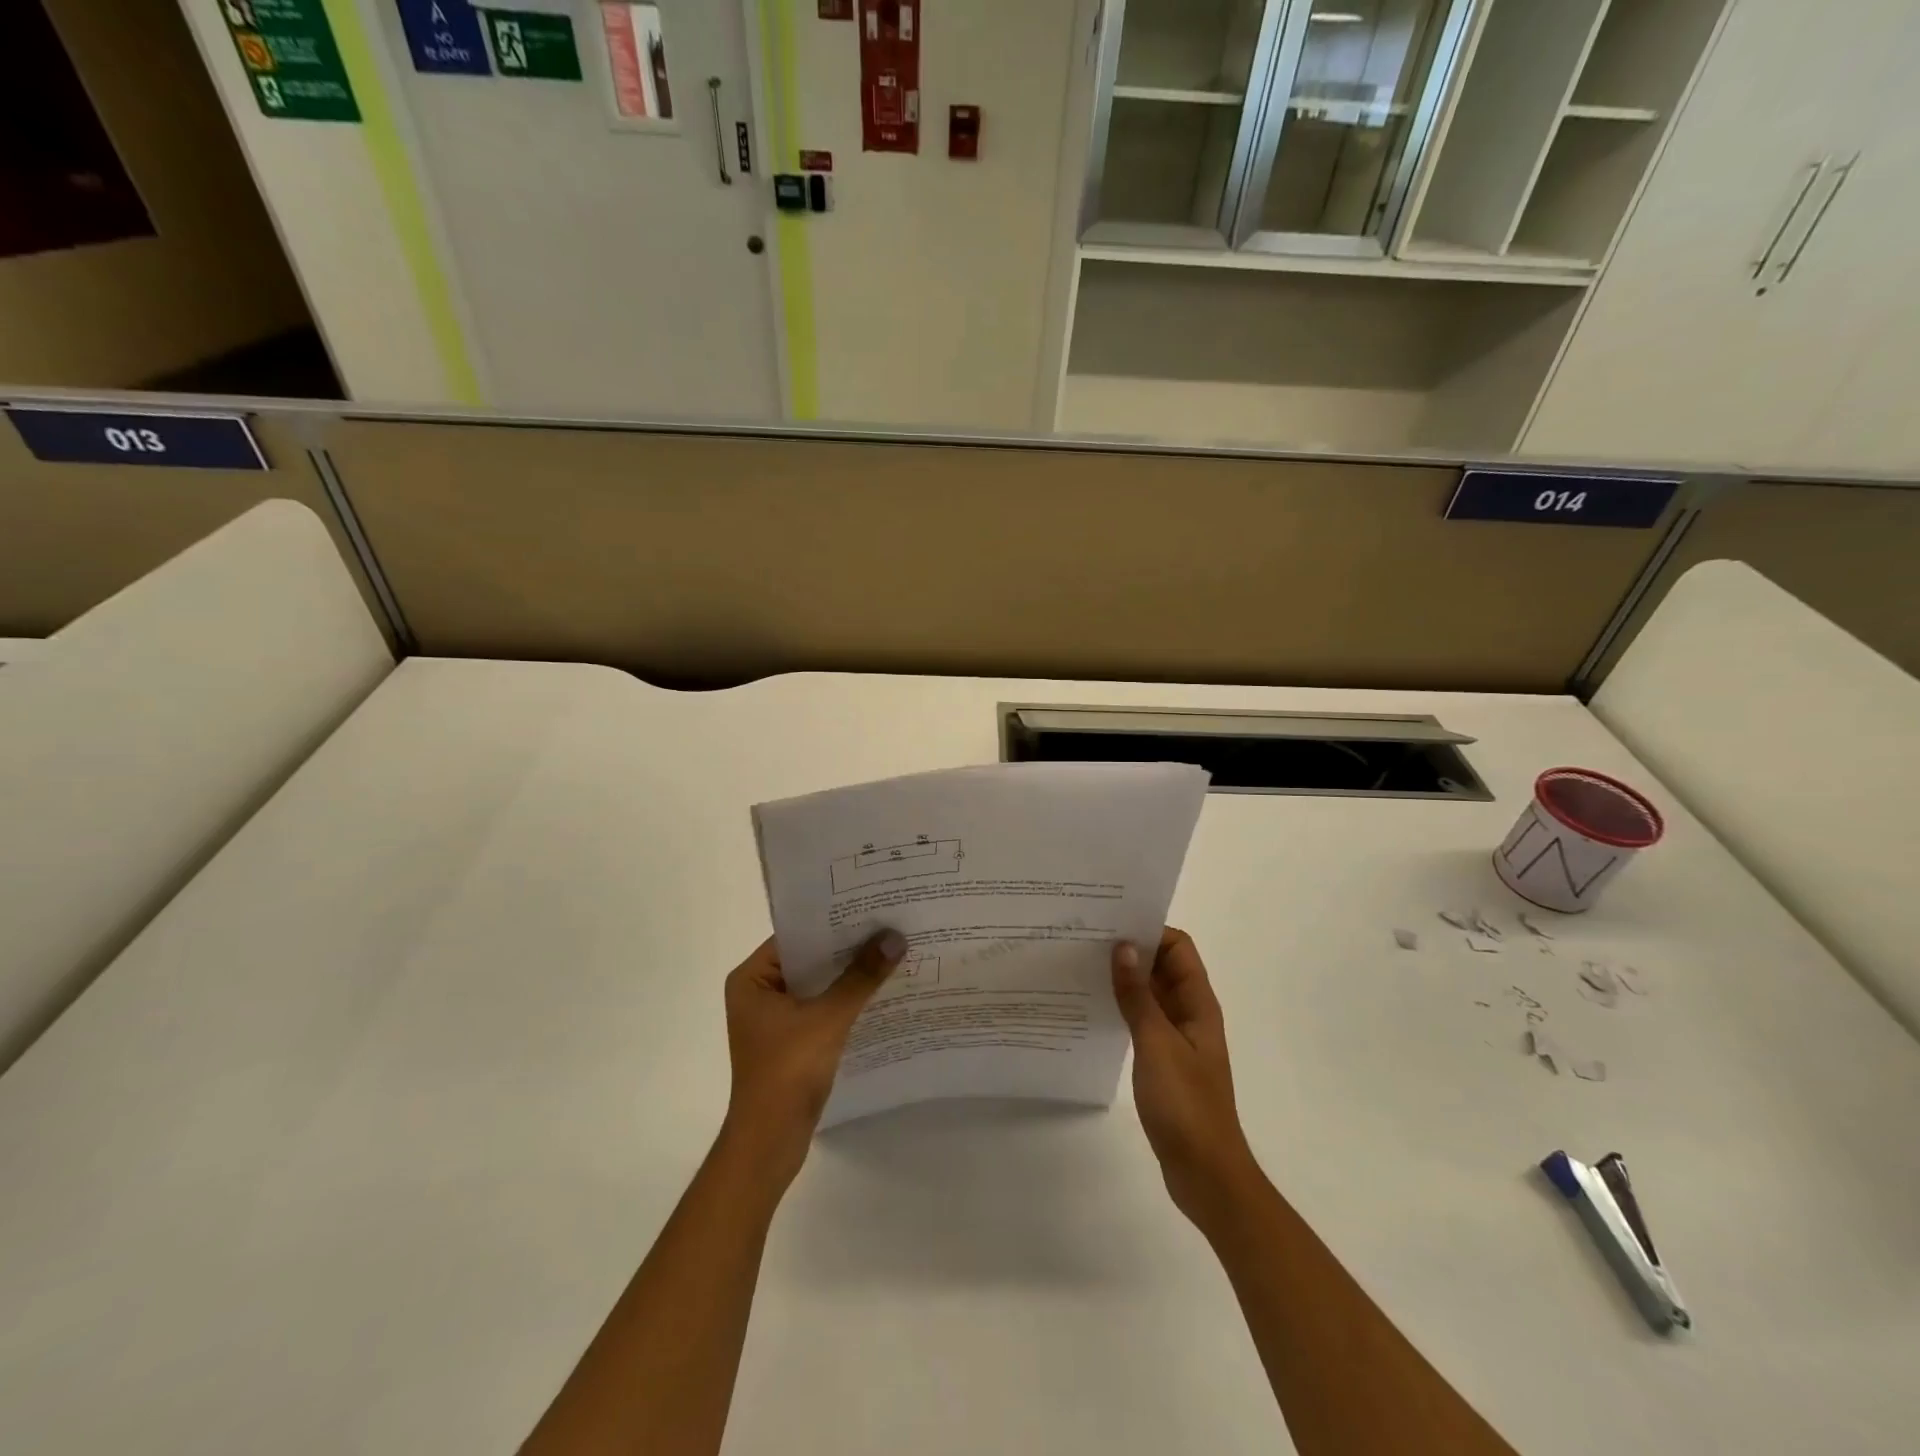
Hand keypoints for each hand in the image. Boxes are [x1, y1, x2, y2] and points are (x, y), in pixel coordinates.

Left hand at [720, 929, 905, 1187]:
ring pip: (818, 984)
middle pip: (809, 959)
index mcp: (751, 979)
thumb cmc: (787, 1071)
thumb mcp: (828, 1018)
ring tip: (891, 951)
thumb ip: (861, 977)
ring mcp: (774, 1018)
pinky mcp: (791, 1040)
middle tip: (888, 925)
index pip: (796, 936)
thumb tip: (894, 938)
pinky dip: (846, 1000)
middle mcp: (759, 992)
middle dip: (847, 948)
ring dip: (849, 975)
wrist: (770, 1142)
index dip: (833, 922)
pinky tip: (880, 991)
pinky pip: (821, 1008)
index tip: (870, 907)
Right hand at [1112, 928, 1262, 1228]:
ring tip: (1082, 968)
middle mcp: (1190, 1013)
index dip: (1149, 931)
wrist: (1205, 1172)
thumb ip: (1138, 996)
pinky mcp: (1164, 1060)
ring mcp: (1178, 1038)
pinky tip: (1093, 1010)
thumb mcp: (1157, 1044)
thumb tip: (1122, 947)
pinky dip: (1123, 1008)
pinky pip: (1143, 1020)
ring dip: (1124, 980)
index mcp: (1198, 1004)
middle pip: (1163, 966)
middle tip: (1086, 940)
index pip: (1178, 947)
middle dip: (1130, 951)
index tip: (1110, 924)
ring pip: (1151, 993)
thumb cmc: (1185, 1104)